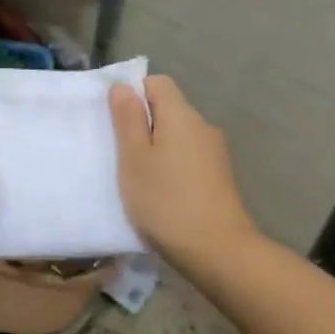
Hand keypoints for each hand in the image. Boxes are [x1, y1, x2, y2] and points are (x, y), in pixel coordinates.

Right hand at [109, 76, 260, 265]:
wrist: (217, 250)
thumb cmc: (165, 200)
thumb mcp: (134, 159)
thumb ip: (127, 120)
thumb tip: (123, 87)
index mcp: (181, 115)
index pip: (157, 83)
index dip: (134, 95)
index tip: (115, 123)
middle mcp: (202, 126)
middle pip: (168, 109)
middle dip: (142, 125)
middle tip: (119, 154)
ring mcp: (214, 153)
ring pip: (177, 136)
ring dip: (156, 149)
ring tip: (137, 178)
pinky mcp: (218, 177)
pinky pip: (188, 158)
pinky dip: (171, 167)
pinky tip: (160, 194)